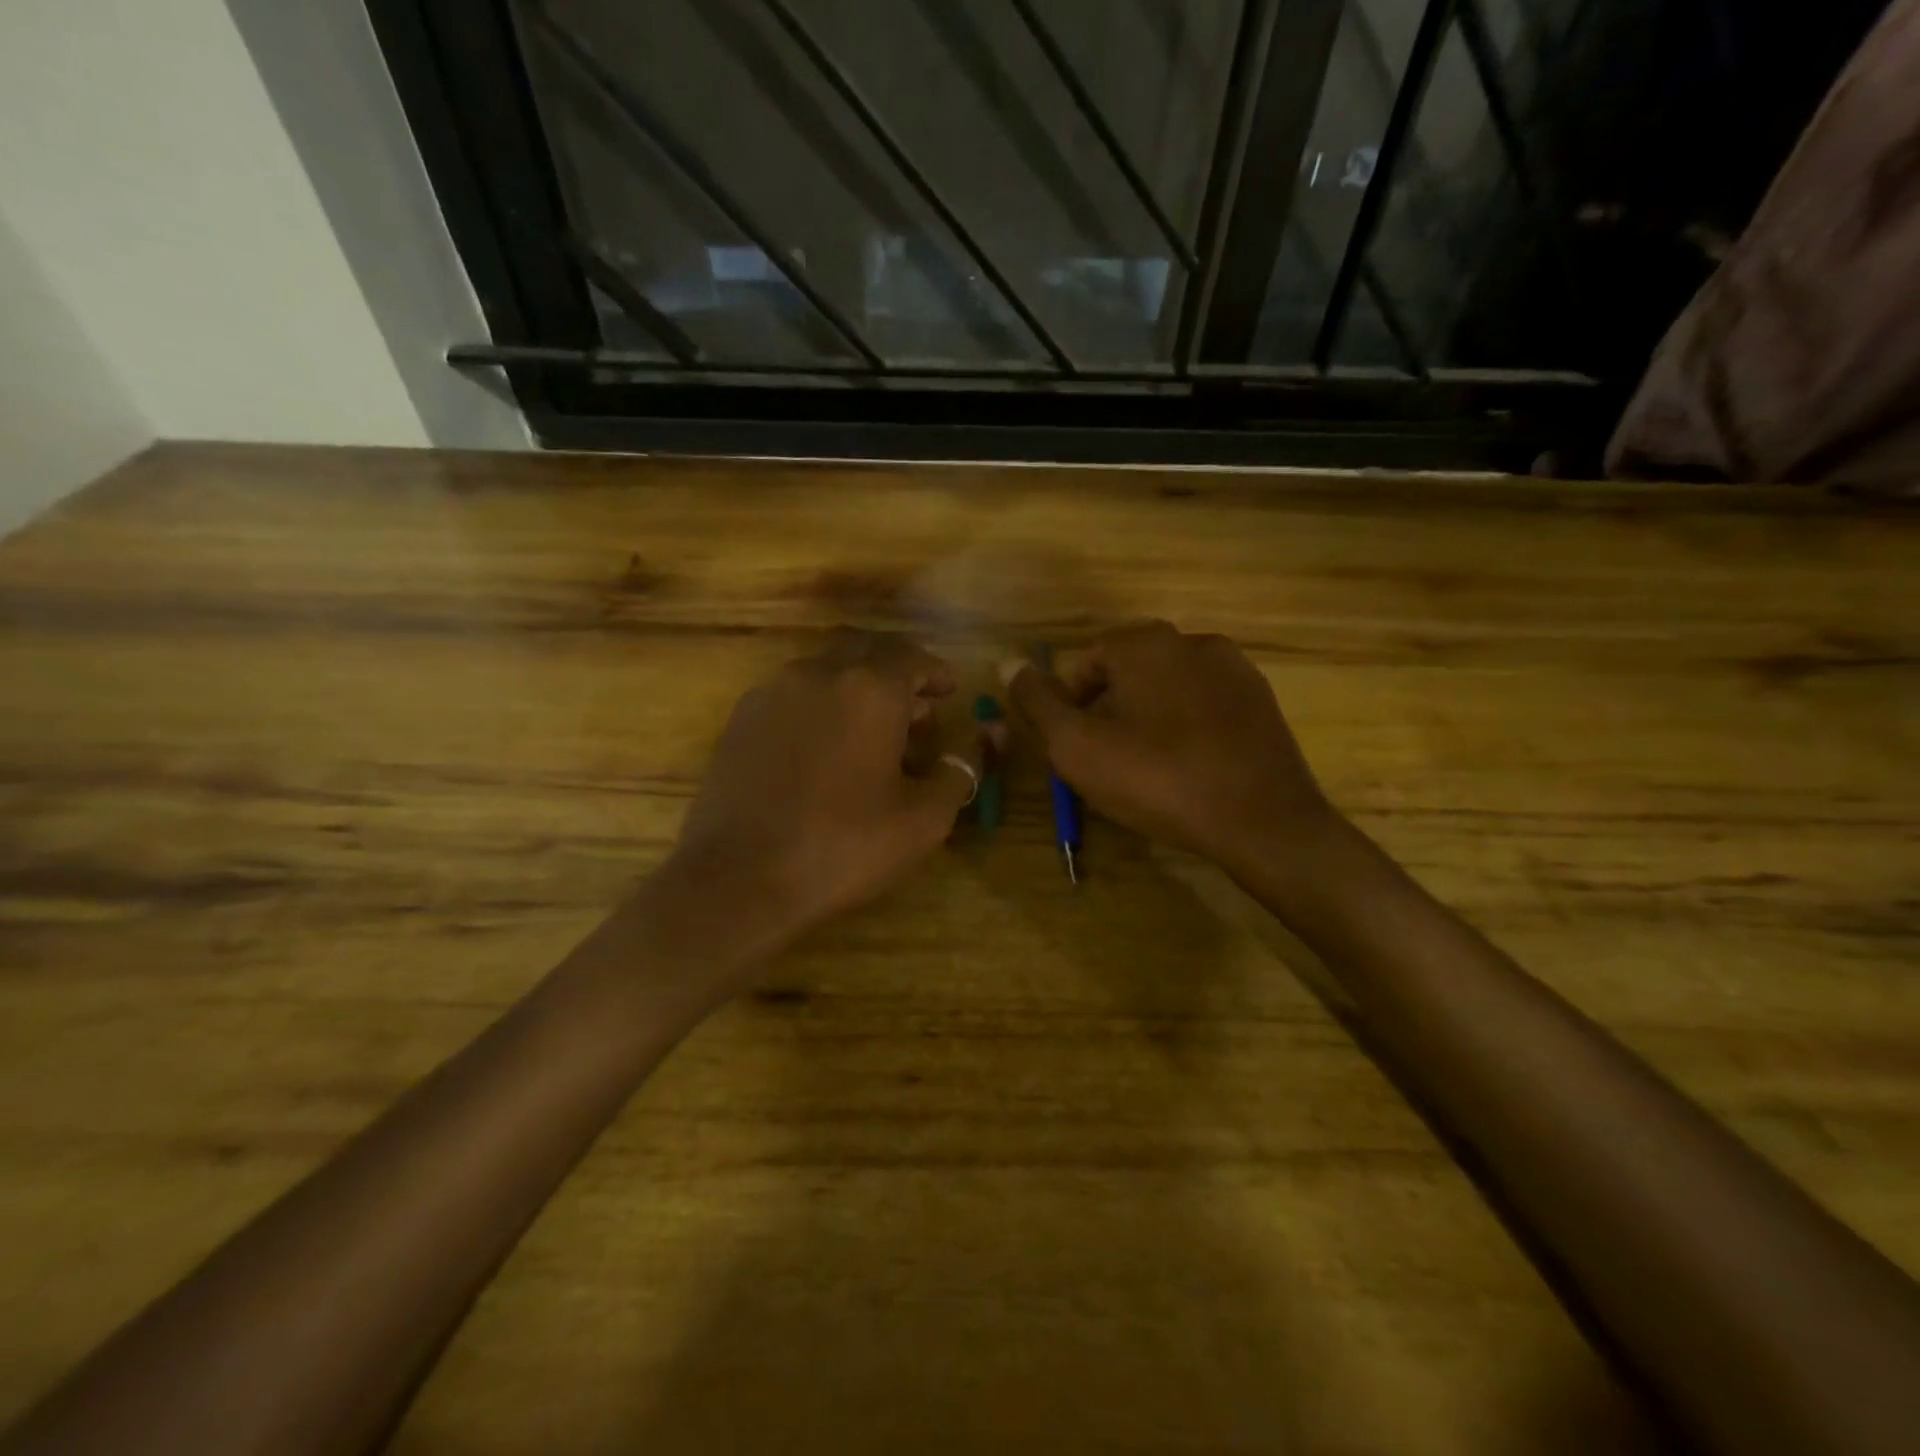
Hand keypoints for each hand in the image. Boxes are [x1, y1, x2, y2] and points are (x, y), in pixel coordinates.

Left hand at [664, 631, 978, 965]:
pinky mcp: (741, 719)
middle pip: (868, 653)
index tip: (950, 689)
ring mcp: (772, 693)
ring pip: (828, 672)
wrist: (739, 878)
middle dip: (898, 675)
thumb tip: (971, 750)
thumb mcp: (922, 820)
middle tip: (918, 711)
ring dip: (858, 689)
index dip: (935, 671)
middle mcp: (819, 674)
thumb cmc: (843, 847)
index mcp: (870, 689)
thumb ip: (957, 774)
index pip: (911, 657)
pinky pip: (794, 694)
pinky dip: (821, 705)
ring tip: (874, 733)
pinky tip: (826, 748)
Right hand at [1000, 621, 1337, 872]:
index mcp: (1146, 644)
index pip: (1089, 659)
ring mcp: (1235, 668)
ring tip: (1147, 763)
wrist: (1262, 820)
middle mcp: (1193, 640)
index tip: (1075, 744)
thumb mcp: (1078, 747)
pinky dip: (1187, 723)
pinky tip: (1188, 763)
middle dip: (1110, 706)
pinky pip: (1206, 701)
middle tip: (1106, 756)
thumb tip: (1007, 661)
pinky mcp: (1262, 700)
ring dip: (1148, 713)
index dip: (1071, 701)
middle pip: (1130, 668)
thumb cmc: (1158, 780)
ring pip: (1170, 683)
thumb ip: (1039, 702)